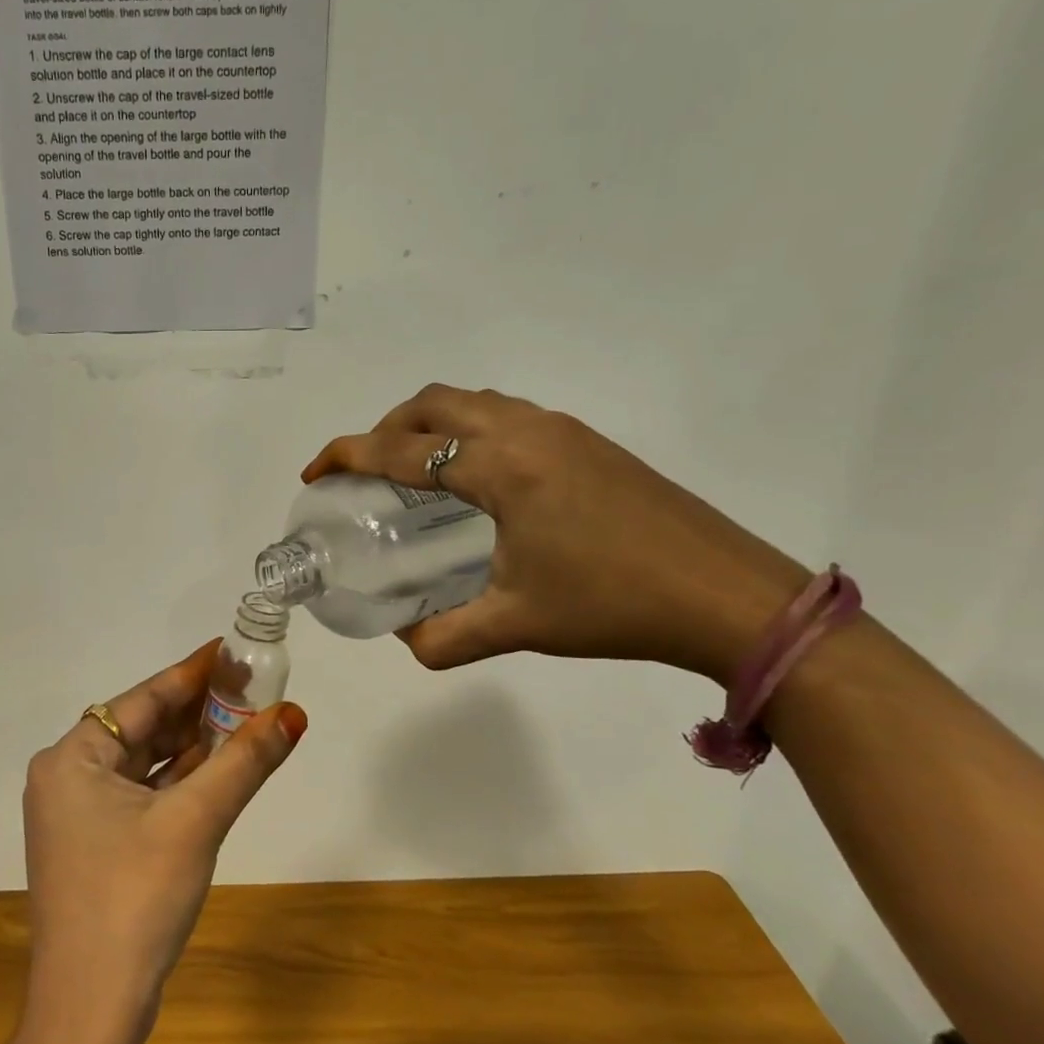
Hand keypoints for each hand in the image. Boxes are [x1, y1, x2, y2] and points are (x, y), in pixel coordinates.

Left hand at [21, 642, 307, 1035]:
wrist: (89, 1013)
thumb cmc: (135, 899)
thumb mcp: (195, 821)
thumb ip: (244, 762)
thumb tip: (293, 713)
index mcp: (71, 758)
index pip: (141, 699)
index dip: (191, 674)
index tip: (233, 651)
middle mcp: (66, 777)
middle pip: (141, 728)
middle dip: (197, 711)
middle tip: (251, 688)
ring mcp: (76, 815)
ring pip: (143, 764)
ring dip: (192, 747)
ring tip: (244, 721)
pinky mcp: (93, 846)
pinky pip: (141, 795)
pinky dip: (178, 782)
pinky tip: (217, 770)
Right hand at [303, 385, 810, 683]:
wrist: (729, 596)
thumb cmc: (614, 605)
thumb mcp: (516, 625)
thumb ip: (444, 638)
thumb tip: (405, 641)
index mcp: (502, 468)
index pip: (402, 450)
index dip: (348, 456)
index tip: (315, 473)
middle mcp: (527, 431)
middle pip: (432, 403)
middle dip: (383, 429)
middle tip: (364, 472)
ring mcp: (563, 430)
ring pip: (473, 402)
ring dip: (428, 424)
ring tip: (412, 472)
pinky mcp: (588, 442)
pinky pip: (506, 415)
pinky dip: (467, 431)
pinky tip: (475, 481)